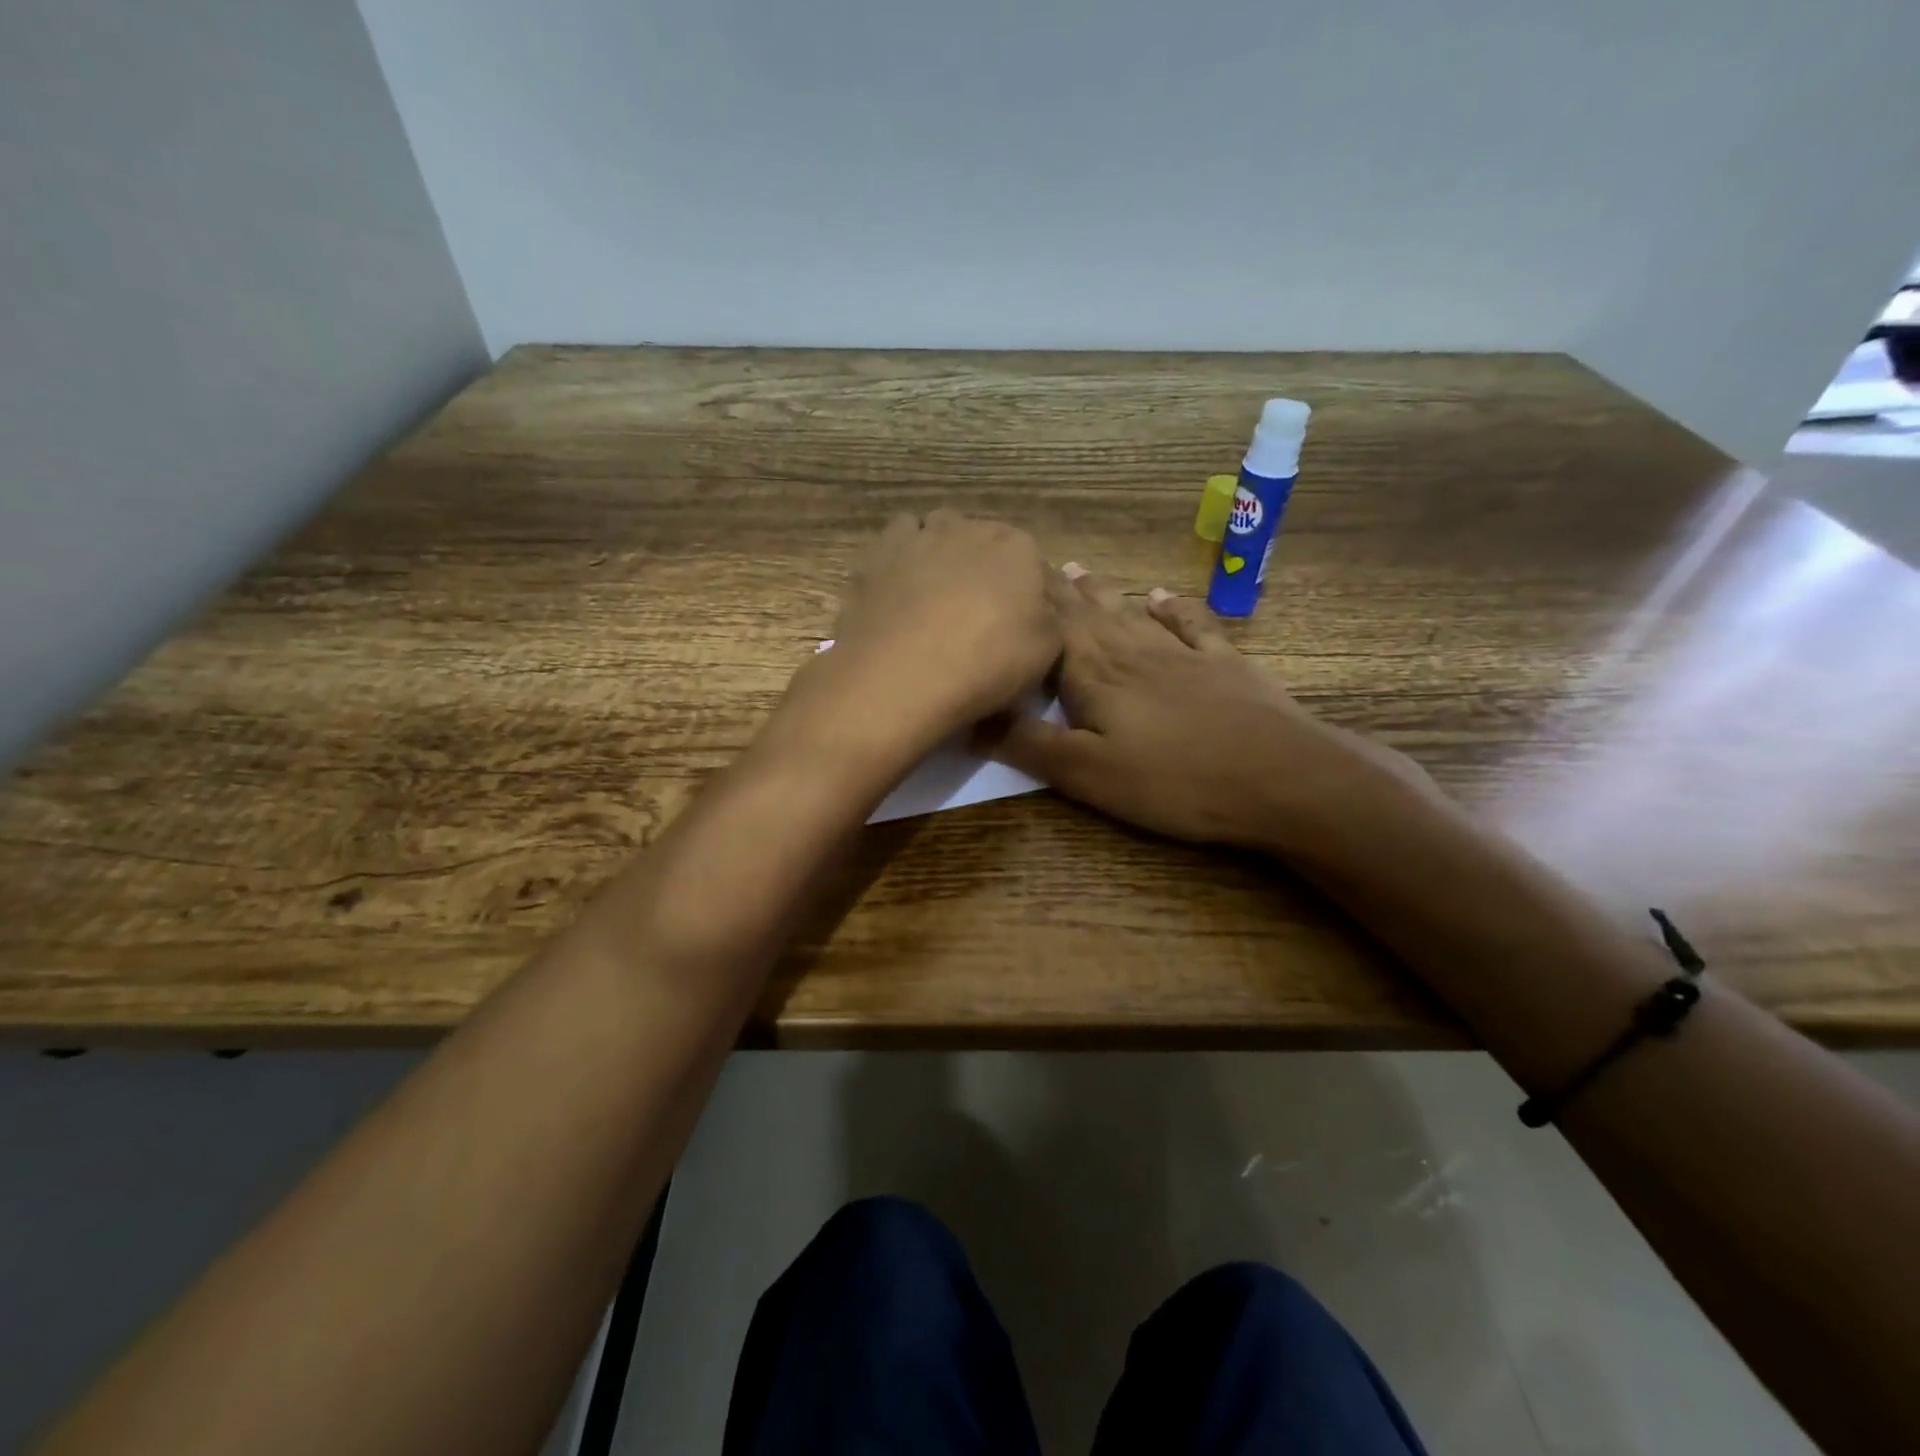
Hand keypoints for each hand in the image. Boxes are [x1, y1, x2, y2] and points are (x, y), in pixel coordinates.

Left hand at [784, 511, 1060, 760]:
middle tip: (978, 615)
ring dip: (942, 554)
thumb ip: (1051, 615)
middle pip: (984, 543)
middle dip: (985, 570)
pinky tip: (902, 589)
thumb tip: (1041, 603)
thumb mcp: (1049, 649)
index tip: (1019, 624)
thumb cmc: (989, 661)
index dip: (1028, 594)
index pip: (1033, 562)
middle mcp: (970, 527)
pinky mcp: (878, 554)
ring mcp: (920, 536)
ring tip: (937, 597)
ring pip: (938, 532)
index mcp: (1018, 547)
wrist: (906, 673)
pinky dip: (903, 558)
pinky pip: (897, 542)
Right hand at [992, 565, 1409, 848]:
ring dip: (1101, 592)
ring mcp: (1181, 653)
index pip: (1050, 625)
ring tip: (1077, 570)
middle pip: (1087, 612)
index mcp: (1094, 673)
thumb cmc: (1173, 780)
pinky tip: (1158, 596)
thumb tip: (973, 715)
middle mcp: (1132, 650)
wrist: (1279, 776)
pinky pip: (1189, 624)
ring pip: (1129, 613)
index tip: (1003, 573)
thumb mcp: (1085, 773)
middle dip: (1056, 589)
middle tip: (1033, 561)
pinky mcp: (1222, 665)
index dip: (1027, 601)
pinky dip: (1171, 607)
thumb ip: (1028, 743)